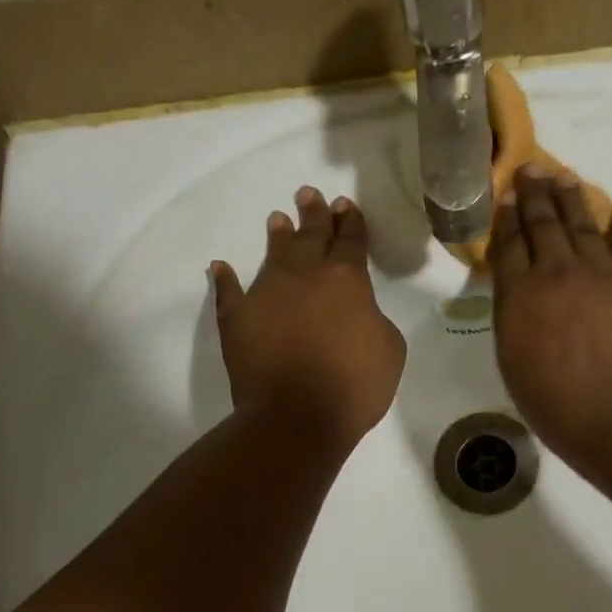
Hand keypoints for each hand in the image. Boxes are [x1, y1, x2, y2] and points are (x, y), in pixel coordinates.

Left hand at [210, 187, 405, 453]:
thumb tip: (358, 313)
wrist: (296, 417)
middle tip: (309, 194)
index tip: (346, 205)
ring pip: (273, 255)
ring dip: (278, 236)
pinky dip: (226, 279)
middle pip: (310, 237)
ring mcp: (266, 293)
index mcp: (346, 280)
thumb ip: (374, 319)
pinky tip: (221, 267)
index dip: (350, 222)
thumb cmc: (354, 386)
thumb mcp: (390, 349)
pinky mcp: (237, 318)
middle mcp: (304, 276)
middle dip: (314, 214)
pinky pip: (229, 292)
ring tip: (278, 219)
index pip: (351, 241)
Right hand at [491, 165, 611, 475]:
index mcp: (520, 294)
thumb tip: (515, 287)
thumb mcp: (511, 361)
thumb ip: (511, 316)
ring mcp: (601, 274)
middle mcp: (557, 272)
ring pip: (583, 225)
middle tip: (531, 169)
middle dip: (535, 195)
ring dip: (573, 199)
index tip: (506, 196)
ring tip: (564, 177)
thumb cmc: (554, 403)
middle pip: (544, 224)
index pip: (509, 245)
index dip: (507, 218)